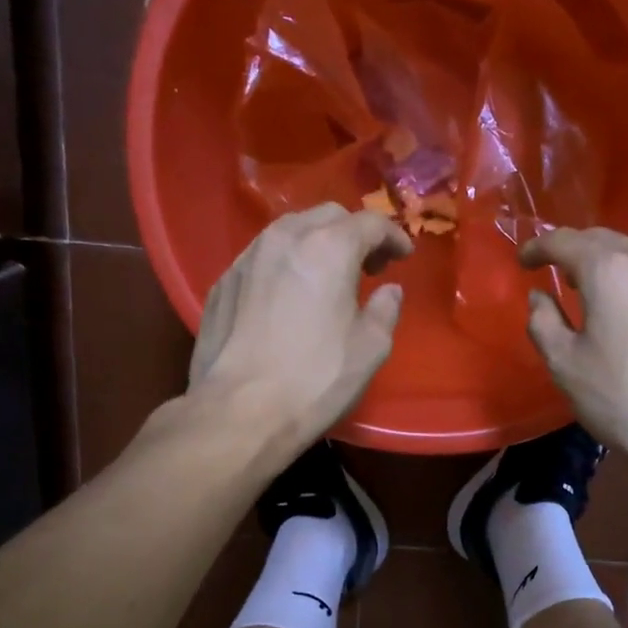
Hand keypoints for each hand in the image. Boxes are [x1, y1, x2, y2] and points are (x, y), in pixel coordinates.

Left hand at [190, 203, 412, 445]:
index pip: (370, 223)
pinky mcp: (223, 282)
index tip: (403, 256)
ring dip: (316, 243)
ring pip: (289, 230)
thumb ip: (386, 309)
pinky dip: (284, 264)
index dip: (393, 236)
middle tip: (368, 266)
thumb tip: (388, 290)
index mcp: (328, 248)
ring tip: (327, 276)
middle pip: (327, 216)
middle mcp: (284, 239)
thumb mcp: (370, 347)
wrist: (238, 411)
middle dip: (353, 233)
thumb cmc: (315, 378)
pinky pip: (262, 257)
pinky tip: (288, 295)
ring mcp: (247, 258)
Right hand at [521, 228, 627, 475]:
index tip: (523, 261)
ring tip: (592, 289)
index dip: (538, 247)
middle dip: (574, 250)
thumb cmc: (627, 399)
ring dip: (608, 264)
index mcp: (609, 269)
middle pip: (603, 240)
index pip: (564, 241)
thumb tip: (540, 297)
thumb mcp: (566, 366)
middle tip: (555, 271)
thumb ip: (543, 322)